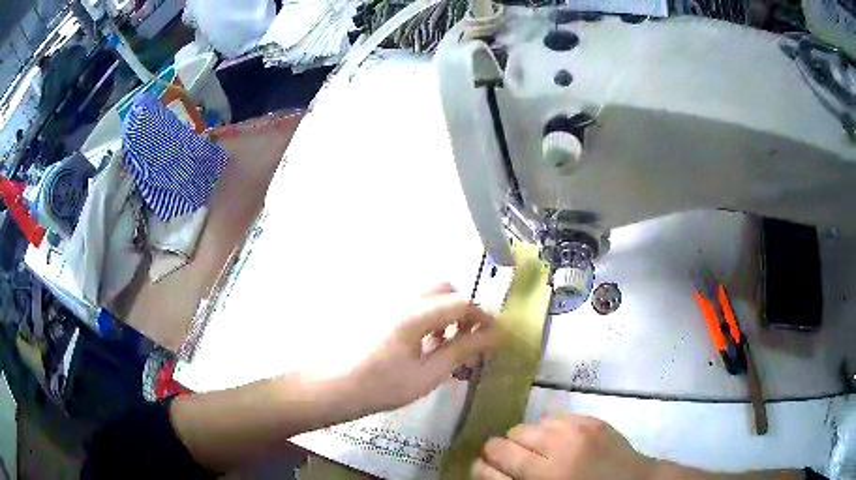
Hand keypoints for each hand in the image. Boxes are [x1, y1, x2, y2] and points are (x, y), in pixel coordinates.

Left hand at [347, 283, 499, 413]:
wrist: (334, 388)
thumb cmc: (381, 386)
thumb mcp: (427, 374)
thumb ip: (461, 350)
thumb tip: (494, 335)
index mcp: (415, 314)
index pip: (461, 303)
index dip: (483, 317)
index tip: (493, 337)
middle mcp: (401, 299)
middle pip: (444, 289)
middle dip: (462, 309)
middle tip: (467, 338)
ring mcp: (387, 302)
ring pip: (427, 294)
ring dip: (444, 311)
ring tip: (444, 343)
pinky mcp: (377, 310)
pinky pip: (411, 303)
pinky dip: (426, 315)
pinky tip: (421, 343)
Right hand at [473, 415, 654, 479]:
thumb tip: (488, 470)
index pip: (489, 469)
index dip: (480, 468)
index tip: (482, 469)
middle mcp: (555, 454)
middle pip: (503, 443)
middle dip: (498, 452)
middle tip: (508, 461)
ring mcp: (575, 432)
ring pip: (526, 426)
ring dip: (523, 439)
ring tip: (534, 450)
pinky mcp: (590, 420)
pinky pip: (552, 418)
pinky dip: (546, 429)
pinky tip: (555, 440)